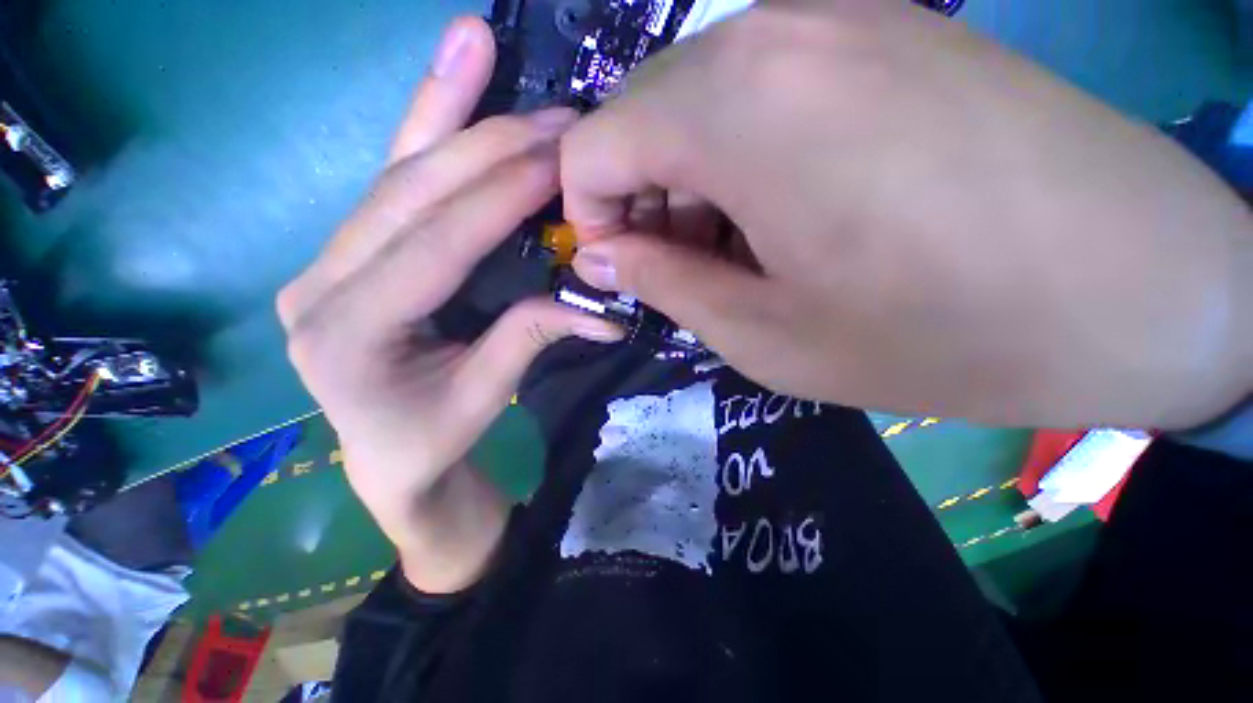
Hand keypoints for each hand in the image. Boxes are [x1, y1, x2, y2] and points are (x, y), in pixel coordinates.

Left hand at [277, 17, 620, 591]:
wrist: (389, 460)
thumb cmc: (432, 439)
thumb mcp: (484, 396)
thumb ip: (530, 339)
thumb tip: (600, 310)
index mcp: (347, 332)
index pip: (435, 245)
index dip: (499, 198)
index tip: (560, 159)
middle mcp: (319, 281)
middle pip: (409, 193)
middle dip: (486, 147)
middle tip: (555, 117)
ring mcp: (327, 259)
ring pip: (393, 171)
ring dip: (445, 110)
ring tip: (479, 44)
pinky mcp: (347, 251)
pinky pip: (390, 180)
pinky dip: (420, 123)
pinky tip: (443, 71)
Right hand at [562, 0, 1252, 428]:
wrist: (1149, 290)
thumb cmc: (945, 334)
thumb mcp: (764, 336)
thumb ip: (661, 283)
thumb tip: (601, 256)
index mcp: (733, 108)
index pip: (591, 147)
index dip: (590, 216)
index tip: (623, 268)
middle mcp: (770, 33)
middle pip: (638, 120)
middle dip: (639, 202)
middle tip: (686, 271)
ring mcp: (835, 19)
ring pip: (694, 107)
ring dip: (689, 186)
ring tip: (741, 255)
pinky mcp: (884, 34)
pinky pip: (756, 96)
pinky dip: (738, 161)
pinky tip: (793, 215)